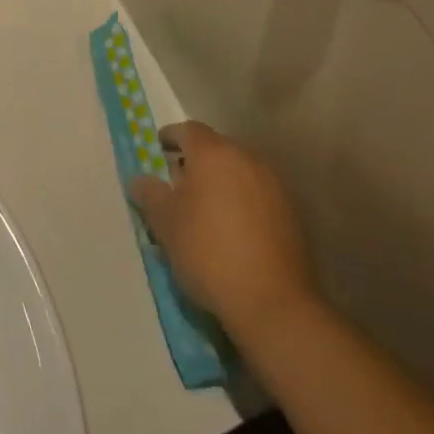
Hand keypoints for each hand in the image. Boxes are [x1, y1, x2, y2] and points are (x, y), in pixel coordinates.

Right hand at [130, 122, 319, 348]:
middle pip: (216, 149)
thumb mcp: (165, 222)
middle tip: (178, 185)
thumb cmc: (208, 252)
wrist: (273, 303)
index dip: (170, 137)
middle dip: (196, 162)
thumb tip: (141, 180)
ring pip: (239, 172)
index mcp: (214, 153)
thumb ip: (150, 193)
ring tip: (206, 210)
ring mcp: (274, 185)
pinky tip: (233, 230)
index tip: (158, 151)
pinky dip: (242, 202)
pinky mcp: (293, 213)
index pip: (188, 130)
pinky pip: (258, 195)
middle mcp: (247, 158)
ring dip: (221, 182)